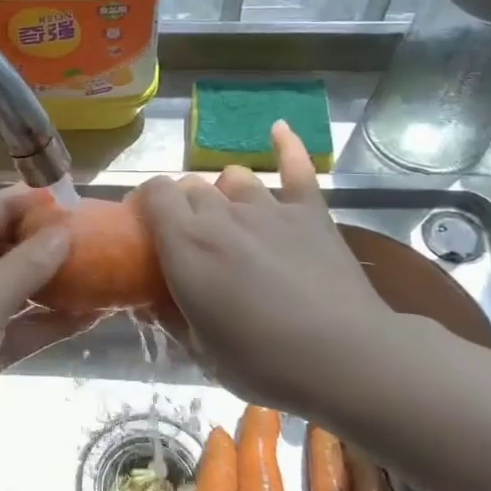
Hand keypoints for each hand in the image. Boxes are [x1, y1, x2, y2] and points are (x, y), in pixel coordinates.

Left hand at [0, 186, 88, 459]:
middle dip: (55, 244)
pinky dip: (54, 322)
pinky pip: (25, 328)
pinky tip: (95, 315)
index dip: (38, 201)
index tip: (83, 200)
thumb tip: (66, 230)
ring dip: (61, 285)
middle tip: (107, 240)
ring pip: (24, 290)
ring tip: (110, 275)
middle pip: (15, 247)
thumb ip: (28, 264)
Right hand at [138, 122, 395, 415]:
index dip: (146, 202)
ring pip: (233, 177)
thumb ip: (170, 318)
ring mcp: (269, 208)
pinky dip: (286, 145)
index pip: (154, 193)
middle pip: (190, 185)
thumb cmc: (263, 362)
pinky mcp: (310, 212)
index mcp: (187, 244)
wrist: (345, 358)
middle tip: (189, 238)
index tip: (145, 225)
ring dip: (223, 192)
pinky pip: (296, 167)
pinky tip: (278, 129)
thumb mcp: (201, 351)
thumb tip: (149, 303)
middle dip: (183, 204)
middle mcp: (221, 214)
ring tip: (230, 216)